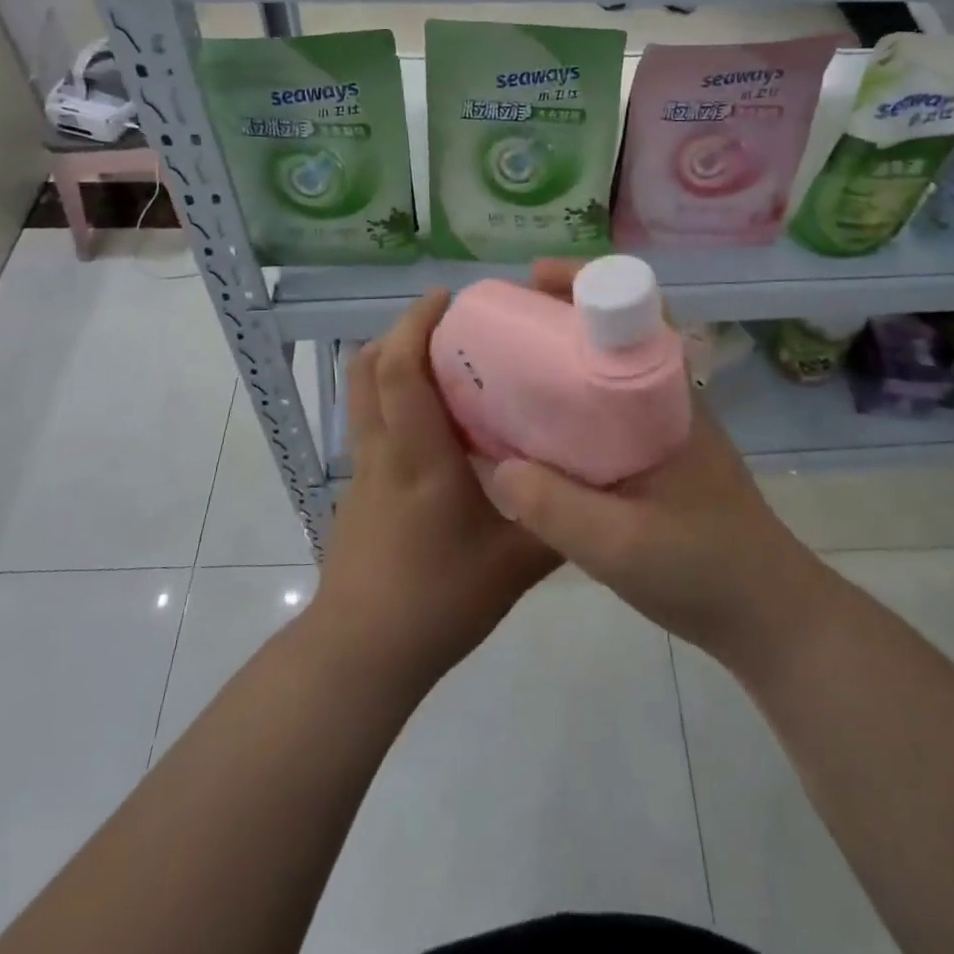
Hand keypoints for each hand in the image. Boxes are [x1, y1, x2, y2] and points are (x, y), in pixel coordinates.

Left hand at [313, 288, 560, 689]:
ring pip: (363, 393)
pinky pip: (370, 422)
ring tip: (440, 359)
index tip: (449, 298)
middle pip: (370, 368)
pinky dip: (393, 398)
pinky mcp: (358, 489)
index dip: (416, 324)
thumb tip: (595, 481)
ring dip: (391, 360)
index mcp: (420, 458)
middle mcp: (384, 451)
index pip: (401, 371)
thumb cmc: (438, 602)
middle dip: (402, 330)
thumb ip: (558, 520)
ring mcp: (363, 469)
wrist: (361, 654)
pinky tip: (434, 424)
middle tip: (449, 322)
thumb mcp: (515, 567)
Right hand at [483, 262, 825, 674]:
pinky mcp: (654, 459)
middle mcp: (666, 400)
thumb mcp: (622, 546)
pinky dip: (566, 403)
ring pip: (604, 372)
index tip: (532, 280)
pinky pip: (602, 411)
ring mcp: (661, 429)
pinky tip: (531, 429)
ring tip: (502, 367)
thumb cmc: (705, 570)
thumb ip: (557, 509)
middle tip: (500, 323)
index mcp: (668, 398)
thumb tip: (498, 464)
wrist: (768, 617)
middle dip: (557, 316)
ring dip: (559, 358)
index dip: (585, 284)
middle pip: (611, 334)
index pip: (636, 312)